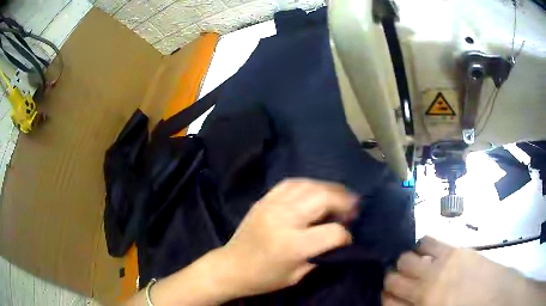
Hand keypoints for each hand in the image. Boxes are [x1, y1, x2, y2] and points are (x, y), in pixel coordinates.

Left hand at [217, 178, 357, 297]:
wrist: (230, 267)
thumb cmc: (264, 278)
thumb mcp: (297, 275)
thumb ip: (321, 255)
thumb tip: (339, 239)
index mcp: (293, 244)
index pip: (333, 232)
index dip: (346, 236)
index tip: (347, 239)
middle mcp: (284, 219)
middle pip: (323, 198)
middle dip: (344, 201)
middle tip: (352, 208)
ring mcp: (272, 205)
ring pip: (309, 186)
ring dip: (329, 189)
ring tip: (338, 198)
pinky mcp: (264, 200)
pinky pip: (290, 183)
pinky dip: (308, 185)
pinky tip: (314, 192)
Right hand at [383, 236, 544, 305]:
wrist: (494, 295)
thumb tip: (397, 300)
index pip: (387, 301)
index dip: (385, 296)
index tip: (388, 294)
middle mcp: (424, 289)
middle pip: (393, 278)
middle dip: (391, 278)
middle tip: (400, 278)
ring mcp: (439, 268)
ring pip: (406, 258)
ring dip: (405, 261)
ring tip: (413, 263)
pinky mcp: (453, 251)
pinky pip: (427, 241)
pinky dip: (420, 245)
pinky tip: (424, 250)